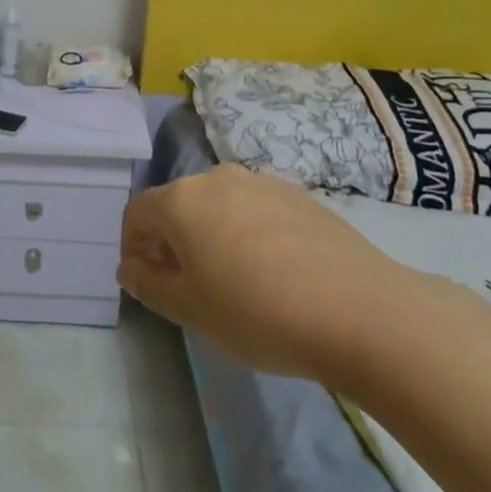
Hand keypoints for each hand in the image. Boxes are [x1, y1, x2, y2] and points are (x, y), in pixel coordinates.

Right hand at [118, 165, 411, 385]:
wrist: (360, 311)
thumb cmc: (257, 313)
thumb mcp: (191, 310)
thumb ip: (150, 284)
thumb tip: (130, 267)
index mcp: (182, 200)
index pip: (137, 212)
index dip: (132, 245)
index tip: (145, 280)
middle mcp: (217, 178)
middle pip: (178, 203)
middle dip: (172, 240)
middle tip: (188, 285)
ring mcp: (262, 182)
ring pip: (218, 204)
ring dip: (211, 234)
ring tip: (234, 279)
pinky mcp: (299, 194)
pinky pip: (256, 208)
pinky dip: (248, 232)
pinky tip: (274, 271)